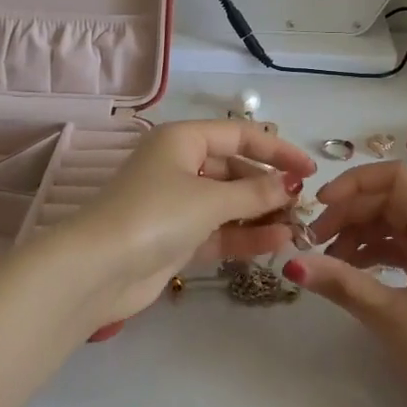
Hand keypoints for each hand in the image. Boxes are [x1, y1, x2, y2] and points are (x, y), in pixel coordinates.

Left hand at [63, 121, 316, 328]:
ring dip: (261, 213)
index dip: (277, 150)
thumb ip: (255, 192)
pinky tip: (278, 242)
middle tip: (303, 205)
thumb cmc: (155, 216)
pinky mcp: (177, 237)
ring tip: (298, 227)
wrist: (97, 271)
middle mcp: (180, 165)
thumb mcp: (210, 199)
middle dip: (269, 187)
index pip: (240, 136)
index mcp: (182, 140)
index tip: (309, 169)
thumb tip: (291, 185)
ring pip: (229, 202)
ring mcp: (178, 203)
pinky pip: (219, 230)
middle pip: (235, 170)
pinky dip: (245, 235)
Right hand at [289, 162, 406, 406]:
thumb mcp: (390, 317)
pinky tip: (354, 275)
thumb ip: (341, 283)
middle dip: (351, 213)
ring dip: (361, 235)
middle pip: (393, 199)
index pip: (396, 177)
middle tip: (314, 243)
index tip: (319, 206)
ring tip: (329, 264)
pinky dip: (378, 255)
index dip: (354, 183)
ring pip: (398, 224)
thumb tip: (290, 261)